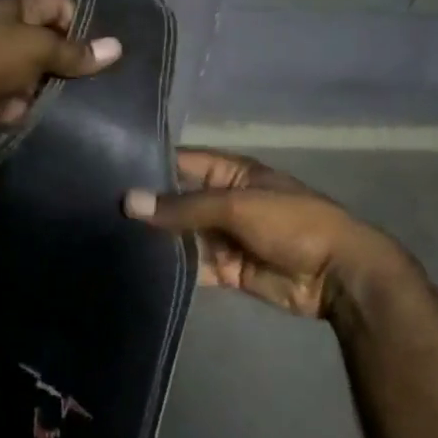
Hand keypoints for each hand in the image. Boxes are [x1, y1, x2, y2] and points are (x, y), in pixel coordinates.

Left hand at [0, 0, 119, 140]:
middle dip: (69, 65)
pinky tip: (31, 116)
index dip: (82, 25)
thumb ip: (75, 52)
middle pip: (52, 46)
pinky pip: (19, 103)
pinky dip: (22, 110)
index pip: (62, 7)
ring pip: (38, 79)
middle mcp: (10, 34)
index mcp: (20, 9)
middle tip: (97, 85)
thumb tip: (117, 48)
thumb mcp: (38, 48)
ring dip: (47, 93)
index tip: (99, 52)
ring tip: (73, 107)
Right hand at [124, 150, 410, 317]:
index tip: (107, 170)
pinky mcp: (226, 269)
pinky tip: (139, 269)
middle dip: (148, 207)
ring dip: (156, 240)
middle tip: (99, 211)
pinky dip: (173, 268)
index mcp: (231, 173)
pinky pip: (194, 266)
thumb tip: (128, 201)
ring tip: (109, 240)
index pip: (182, 162)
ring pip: (183, 236)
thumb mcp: (237, 205)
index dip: (150, 165)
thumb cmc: (291, 223)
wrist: (337, 275)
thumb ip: (183, 207)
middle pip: (178, 201)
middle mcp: (224, 201)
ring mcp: (225, 237)